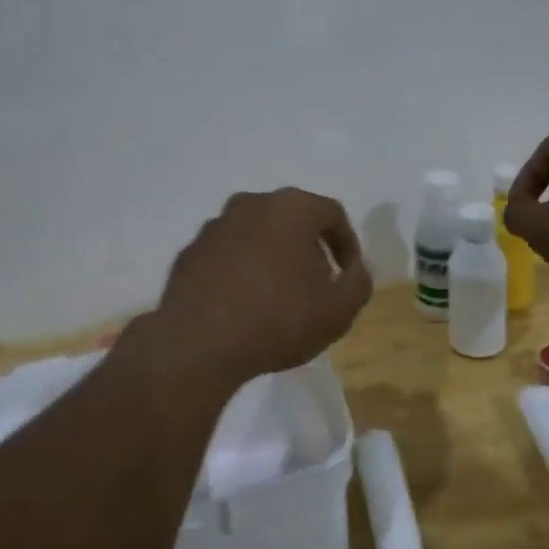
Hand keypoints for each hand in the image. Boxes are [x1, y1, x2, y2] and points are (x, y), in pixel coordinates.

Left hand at [143, 187, 373, 386]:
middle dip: (308, 249)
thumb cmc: (277, 320)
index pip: (331, 214)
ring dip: (272, 258)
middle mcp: (250, 204)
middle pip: (291, 220)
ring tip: (278, 298)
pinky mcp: (190, 252)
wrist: (198, 344)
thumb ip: (358, 283)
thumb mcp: (338, 311)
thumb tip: (354, 269)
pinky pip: (227, 254)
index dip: (347, 244)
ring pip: (256, 234)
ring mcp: (214, 226)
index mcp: (290, 208)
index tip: (347, 276)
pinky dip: (241, 271)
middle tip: (316, 286)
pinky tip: (243, 305)